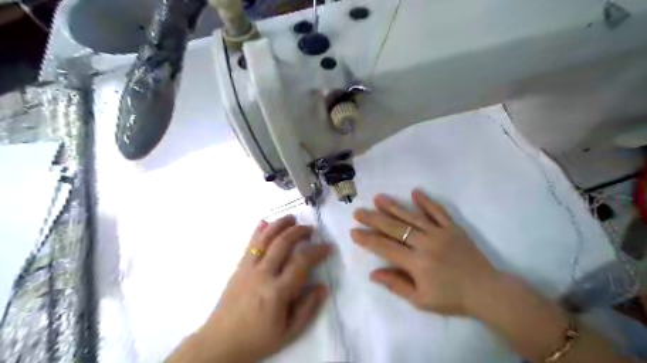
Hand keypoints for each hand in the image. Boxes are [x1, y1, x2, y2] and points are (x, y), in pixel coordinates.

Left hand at [169, 216, 330, 362]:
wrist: (220, 341)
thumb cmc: (257, 338)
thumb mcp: (289, 332)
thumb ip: (308, 308)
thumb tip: (323, 287)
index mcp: (277, 292)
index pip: (301, 262)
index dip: (317, 250)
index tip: (327, 247)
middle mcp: (262, 274)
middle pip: (283, 243)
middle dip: (299, 231)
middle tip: (310, 229)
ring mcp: (248, 268)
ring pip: (265, 238)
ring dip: (280, 224)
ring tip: (292, 217)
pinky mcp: (239, 267)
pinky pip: (250, 243)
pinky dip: (259, 230)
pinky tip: (265, 222)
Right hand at [354, 188, 498, 315]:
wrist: (487, 292)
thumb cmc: (451, 298)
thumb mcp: (421, 300)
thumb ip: (396, 285)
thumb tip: (373, 273)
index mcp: (417, 263)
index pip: (385, 247)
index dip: (368, 239)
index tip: (353, 231)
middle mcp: (426, 244)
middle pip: (395, 228)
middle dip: (374, 219)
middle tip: (358, 211)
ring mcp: (440, 233)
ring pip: (412, 216)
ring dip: (394, 206)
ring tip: (378, 198)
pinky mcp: (453, 228)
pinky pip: (438, 212)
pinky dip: (427, 202)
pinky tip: (415, 192)